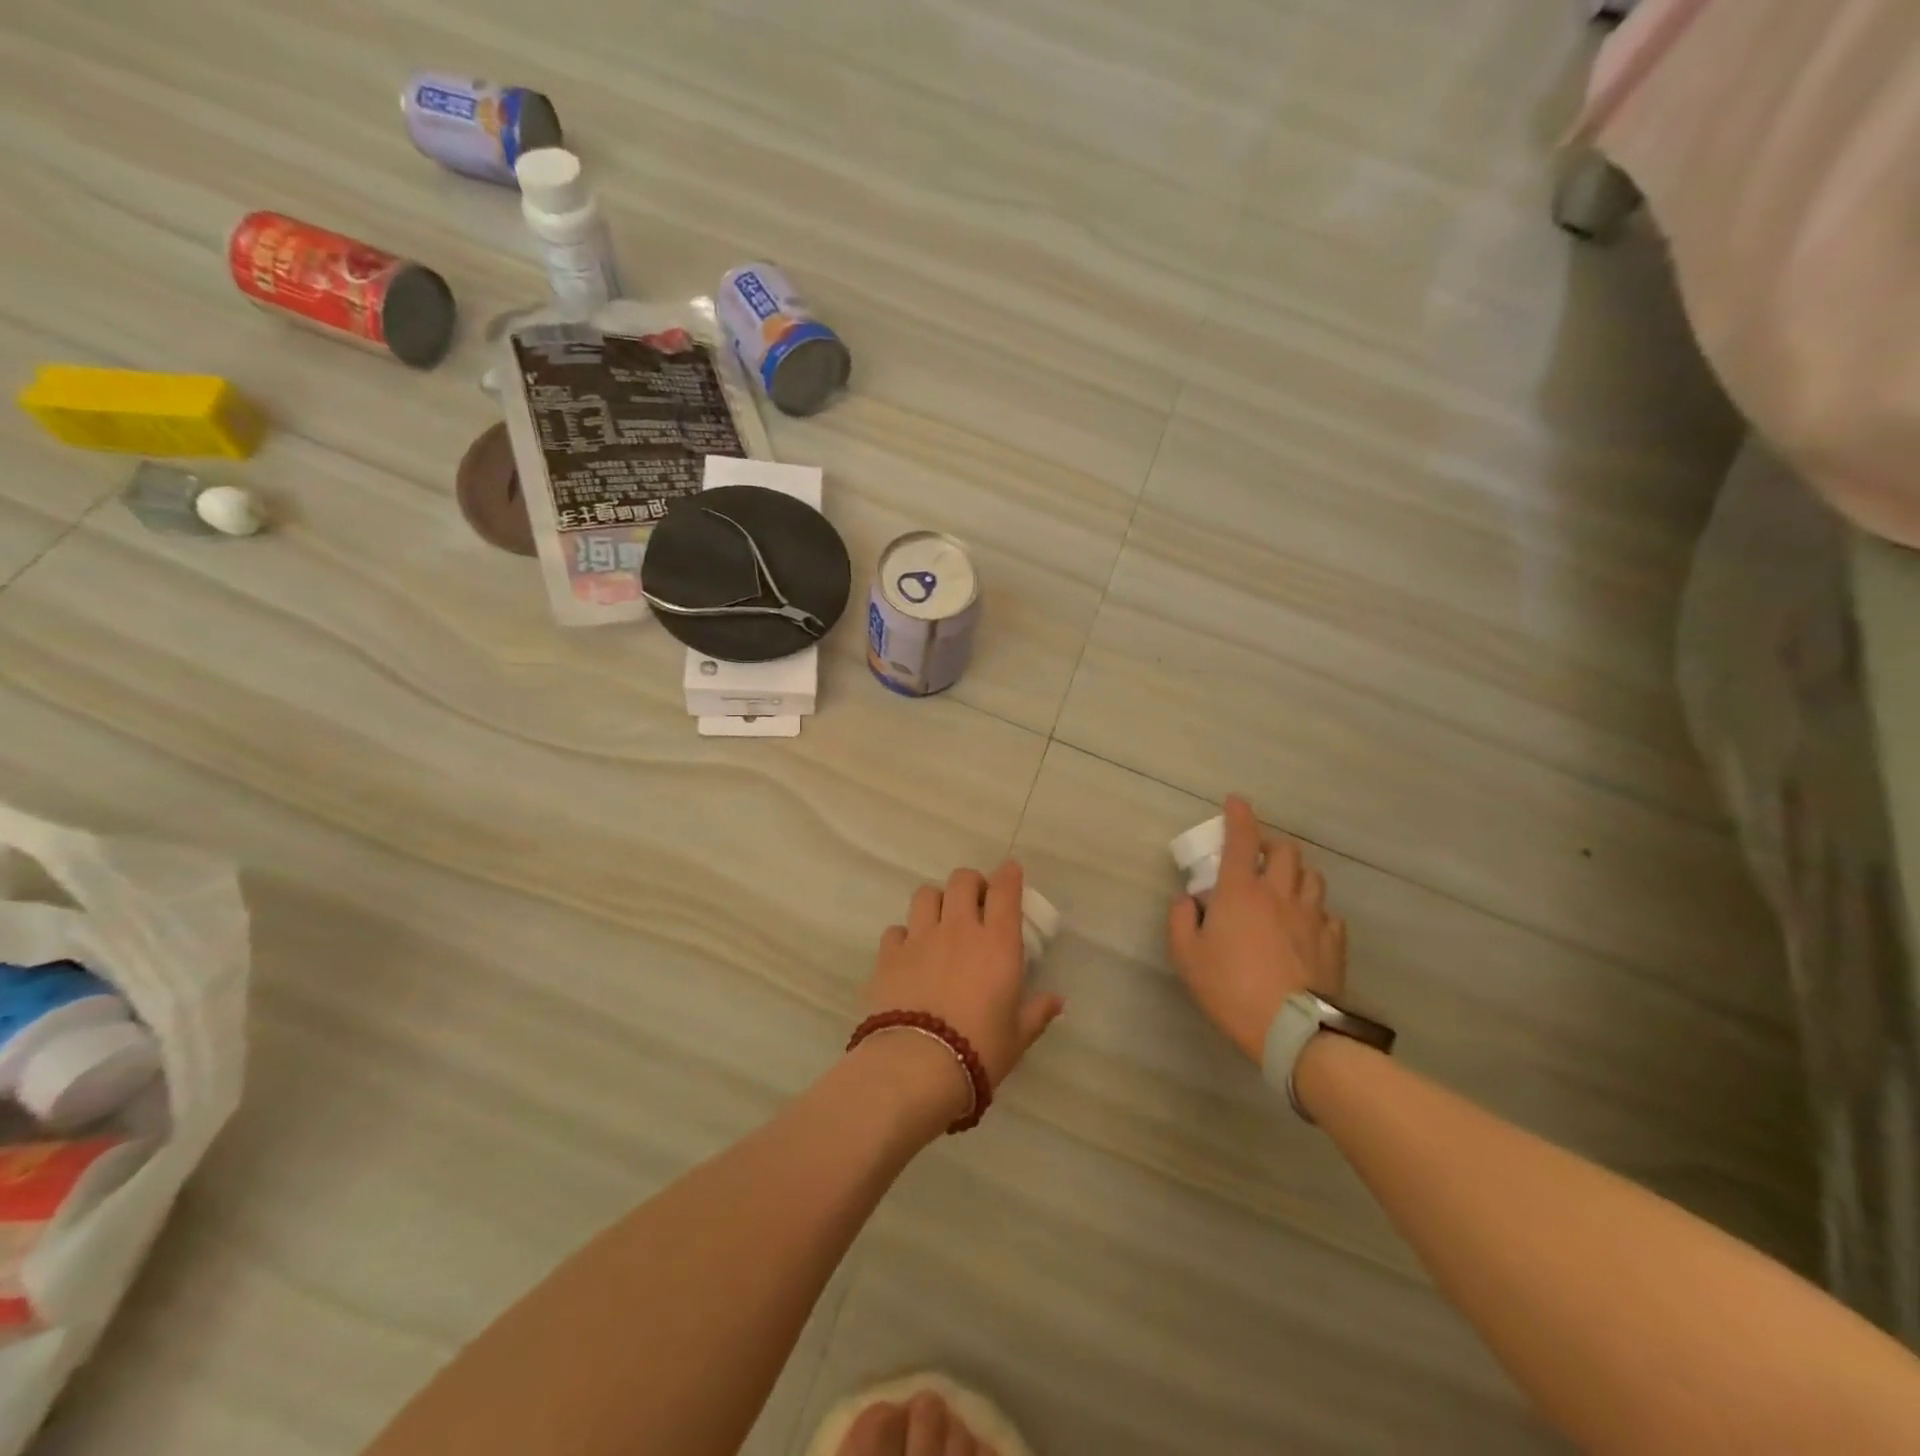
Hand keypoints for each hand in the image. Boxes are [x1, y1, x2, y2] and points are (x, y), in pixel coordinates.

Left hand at [864, 860, 1065, 1120]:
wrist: (917, 1065)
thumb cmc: (979, 1050)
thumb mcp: (1017, 1036)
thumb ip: (1037, 1012)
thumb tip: (1057, 1000)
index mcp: (997, 943)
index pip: (1005, 890)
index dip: (1008, 874)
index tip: (1010, 870)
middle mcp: (959, 929)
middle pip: (962, 880)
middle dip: (971, 883)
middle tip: (975, 901)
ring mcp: (920, 938)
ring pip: (926, 894)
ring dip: (936, 900)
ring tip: (940, 919)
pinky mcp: (889, 954)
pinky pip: (895, 929)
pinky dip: (904, 935)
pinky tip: (908, 952)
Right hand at [1167, 796, 1346, 1063]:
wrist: (1291, 1030)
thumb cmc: (1230, 988)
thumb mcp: (1186, 956)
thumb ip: (1180, 920)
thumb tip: (1187, 900)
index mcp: (1241, 891)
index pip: (1242, 839)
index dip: (1238, 815)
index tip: (1235, 801)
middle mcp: (1280, 894)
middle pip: (1286, 851)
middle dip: (1272, 844)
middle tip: (1258, 856)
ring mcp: (1312, 917)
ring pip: (1312, 877)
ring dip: (1296, 873)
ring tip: (1285, 886)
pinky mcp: (1334, 942)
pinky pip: (1328, 914)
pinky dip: (1315, 911)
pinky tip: (1306, 926)